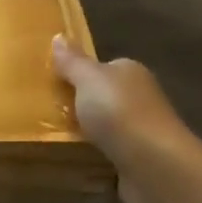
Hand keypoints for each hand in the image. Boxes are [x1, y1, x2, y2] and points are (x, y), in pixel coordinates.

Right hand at [52, 35, 201, 202]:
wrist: (155, 166)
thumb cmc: (119, 112)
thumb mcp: (88, 79)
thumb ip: (72, 61)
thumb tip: (58, 36)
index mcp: (130, 72)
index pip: (103, 68)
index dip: (79, 74)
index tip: (53, 84)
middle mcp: (140, 98)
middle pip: (103, 98)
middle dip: (80, 105)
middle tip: (46, 112)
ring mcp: (141, 132)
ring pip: (106, 128)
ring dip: (86, 134)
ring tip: (53, 139)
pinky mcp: (139, 162)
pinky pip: (109, 155)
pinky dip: (95, 158)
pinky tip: (75, 161)